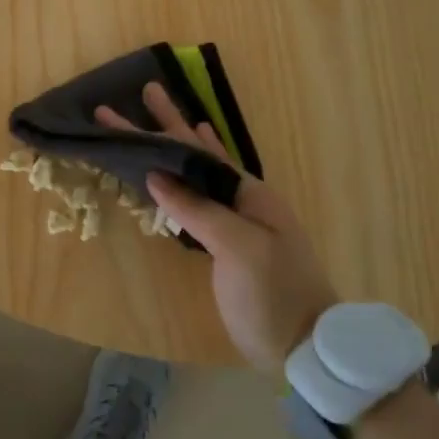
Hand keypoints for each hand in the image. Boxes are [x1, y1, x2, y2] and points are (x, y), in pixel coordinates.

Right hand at [96, 84, 336, 371]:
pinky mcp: (226, 243)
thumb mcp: (238, 249)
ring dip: (177, 145)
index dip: (163, 127)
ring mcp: (235, 220)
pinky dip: (187, 178)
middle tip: (143, 93)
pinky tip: (183, 171)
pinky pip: (200, 198)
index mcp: (248, 192)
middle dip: (167, 125)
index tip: (133, 105)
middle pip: (197, 154)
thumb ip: (198, 210)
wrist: (304, 345)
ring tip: (162, 118)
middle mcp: (241, 198)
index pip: (196, 151)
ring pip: (198, 172)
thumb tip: (156, 174)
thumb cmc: (274, 294)